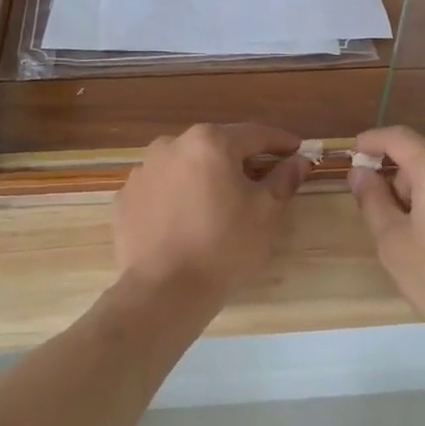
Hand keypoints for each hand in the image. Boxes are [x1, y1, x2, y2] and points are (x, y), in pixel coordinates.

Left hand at [113, 123, 309, 302]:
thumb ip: (283, 179)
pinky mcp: (124, 198)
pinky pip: (160, 190)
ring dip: (204, 178)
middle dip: (239, 160)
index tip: (297, 150)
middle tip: (259, 181)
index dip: (279, 142)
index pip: (254, 134)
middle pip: (215, 147)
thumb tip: (299, 160)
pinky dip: (176, 198)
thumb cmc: (223, 247)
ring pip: (184, 167)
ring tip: (218, 205)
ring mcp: (142, 171)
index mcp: (209, 142)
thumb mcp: (265, 213)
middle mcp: (171, 145)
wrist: (163, 291)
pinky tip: (185, 222)